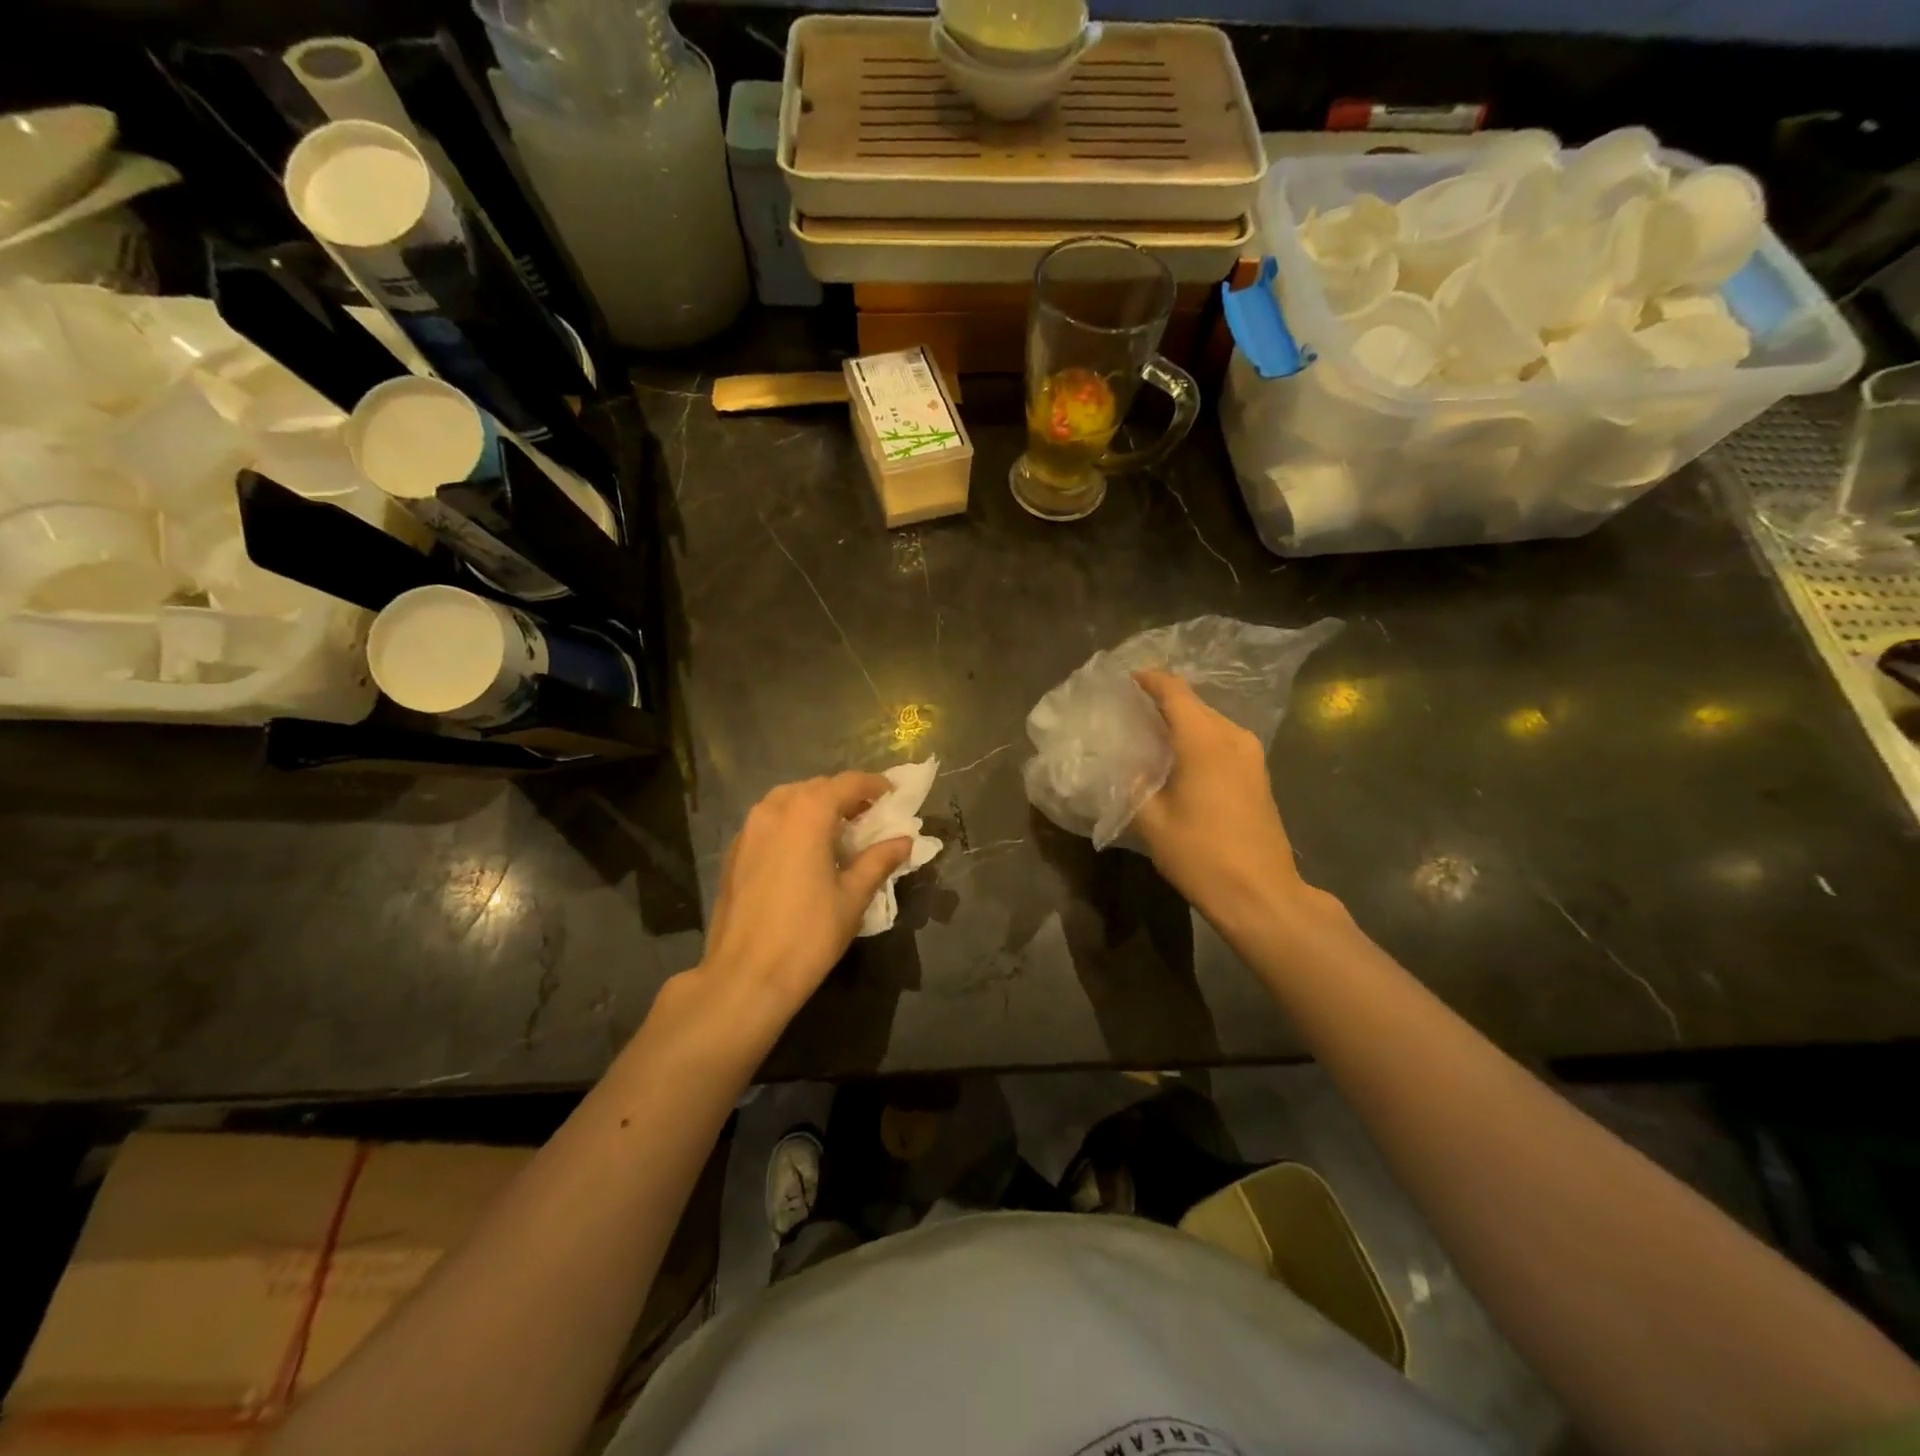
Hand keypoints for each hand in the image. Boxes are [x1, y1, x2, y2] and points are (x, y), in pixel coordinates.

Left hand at [692, 773, 910, 1035]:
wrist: (745, 976)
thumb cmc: (808, 934)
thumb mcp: (853, 897)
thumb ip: (878, 861)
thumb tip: (904, 841)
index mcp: (808, 813)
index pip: (847, 783)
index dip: (873, 785)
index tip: (893, 795)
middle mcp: (774, 810)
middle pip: (816, 787)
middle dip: (844, 796)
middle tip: (869, 817)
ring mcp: (748, 830)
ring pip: (787, 801)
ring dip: (815, 807)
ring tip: (837, 832)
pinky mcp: (733, 852)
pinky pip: (768, 822)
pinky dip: (791, 824)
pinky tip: (804, 852)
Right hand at [1131, 670, 1323, 931]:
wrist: (1262, 895)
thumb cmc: (1202, 855)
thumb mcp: (1152, 821)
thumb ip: (1132, 783)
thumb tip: (1120, 762)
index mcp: (1204, 740)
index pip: (1173, 691)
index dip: (1147, 680)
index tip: (1122, 680)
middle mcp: (1232, 737)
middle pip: (1193, 704)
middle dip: (1160, 702)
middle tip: (1126, 712)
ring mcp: (1251, 755)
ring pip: (1209, 723)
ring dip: (1179, 723)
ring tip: (1146, 736)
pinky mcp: (1258, 774)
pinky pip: (1221, 741)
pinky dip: (1196, 740)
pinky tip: (1176, 760)